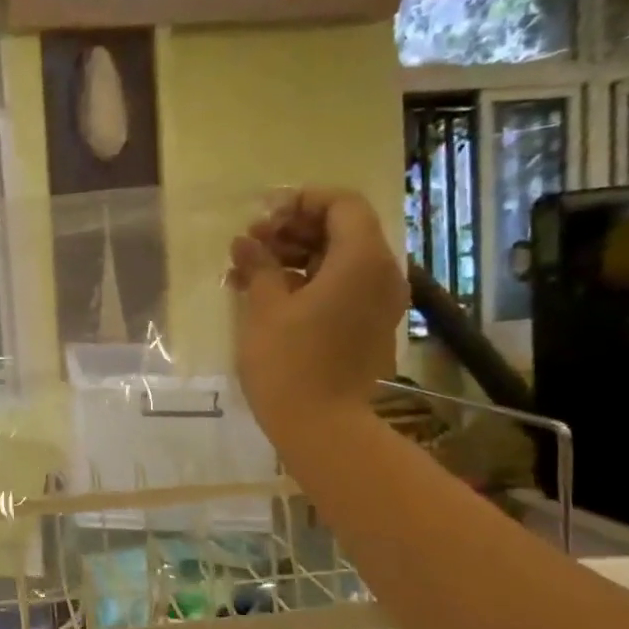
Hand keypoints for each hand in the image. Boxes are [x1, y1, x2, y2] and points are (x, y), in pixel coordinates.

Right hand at [228, 188, 405, 460]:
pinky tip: (268, 295)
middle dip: (293, 230)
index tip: (262, 217)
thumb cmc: (289, 361)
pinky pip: (343, 288)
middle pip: (342, 230)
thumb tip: (246, 242)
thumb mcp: (265, 307)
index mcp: (362, 259)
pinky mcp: (369, 327)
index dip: (301, 202)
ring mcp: (379, 303)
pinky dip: (309, 282)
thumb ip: (259, 265)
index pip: (342, 204)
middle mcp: (382, 274)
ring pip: (339, 261)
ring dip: (296, 257)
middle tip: (249, 245)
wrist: (322, 426)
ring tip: (249, 271)